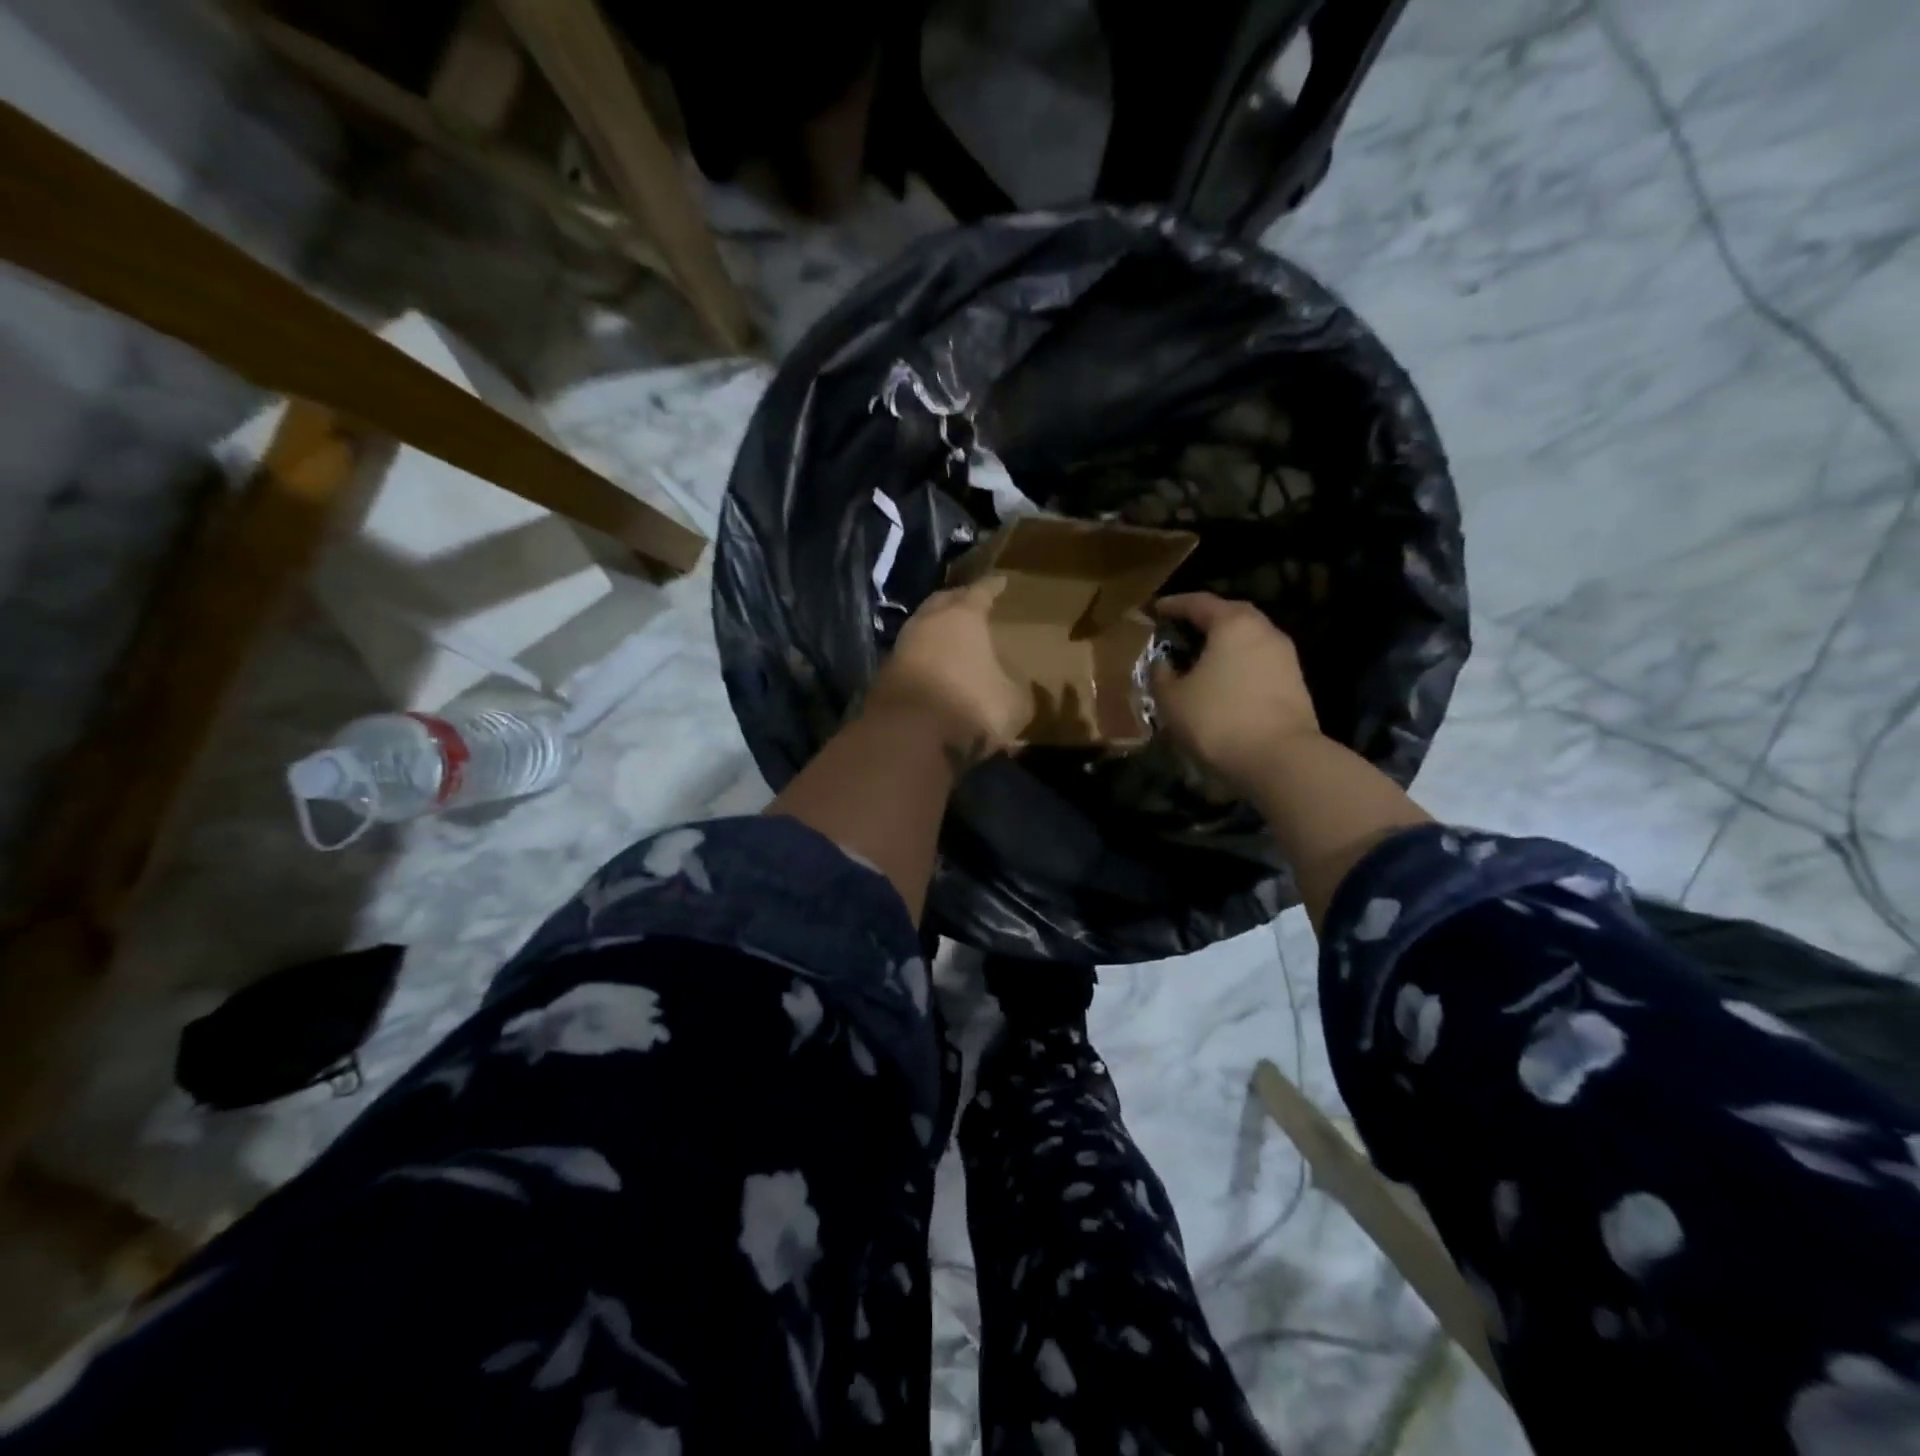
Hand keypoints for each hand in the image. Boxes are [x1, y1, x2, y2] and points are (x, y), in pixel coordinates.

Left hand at [867, 577, 1027, 770]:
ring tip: (951, 637)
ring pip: (921, 629)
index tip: (1000, 581)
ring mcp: (900, 648)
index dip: (992, 586)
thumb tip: (1012, 681)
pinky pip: (910, 658)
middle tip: (970, 602)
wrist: (908, 738)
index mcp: (962, 616)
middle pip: (942, 602)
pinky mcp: (884, 676)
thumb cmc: (971, 706)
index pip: (980, 591)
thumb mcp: (1014, 700)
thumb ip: (1015, 684)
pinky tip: (933, 670)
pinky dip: (923, 660)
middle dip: (957, 600)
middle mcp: (927, 622)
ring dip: (935, 632)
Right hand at [1151, 593, 1319, 791]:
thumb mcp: (1172, 699)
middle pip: (1230, 614)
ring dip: (1223, 643)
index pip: (1199, 602)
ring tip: (1200, 658)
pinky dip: (1238, 663)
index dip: (1174, 604)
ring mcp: (1284, 656)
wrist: (1280, 759)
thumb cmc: (1218, 719)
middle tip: (1180, 629)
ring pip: (1247, 638)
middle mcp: (1263, 630)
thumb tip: (1163, 663)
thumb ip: (1161, 675)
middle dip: (1203, 619)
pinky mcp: (1294, 681)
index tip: (1156, 609)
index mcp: (1233, 624)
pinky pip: (1258, 661)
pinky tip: (1222, 681)